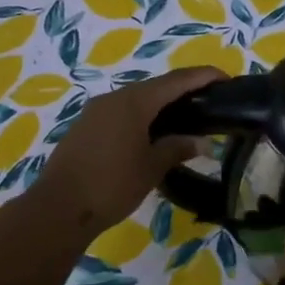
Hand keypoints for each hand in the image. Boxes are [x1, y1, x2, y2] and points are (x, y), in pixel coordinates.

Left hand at [28, 67, 223, 241]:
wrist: (58, 208)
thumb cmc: (111, 185)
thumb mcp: (151, 168)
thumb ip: (178, 148)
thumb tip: (202, 142)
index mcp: (134, 101)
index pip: (177, 80)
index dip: (203, 77)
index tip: (226, 79)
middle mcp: (114, 98)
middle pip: (156, 87)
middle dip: (183, 90)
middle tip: (209, 102)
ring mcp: (96, 111)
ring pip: (136, 99)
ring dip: (161, 105)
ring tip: (185, 118)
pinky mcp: (85, 127)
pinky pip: (121, 112)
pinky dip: (141, 116)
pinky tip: (152, 133)